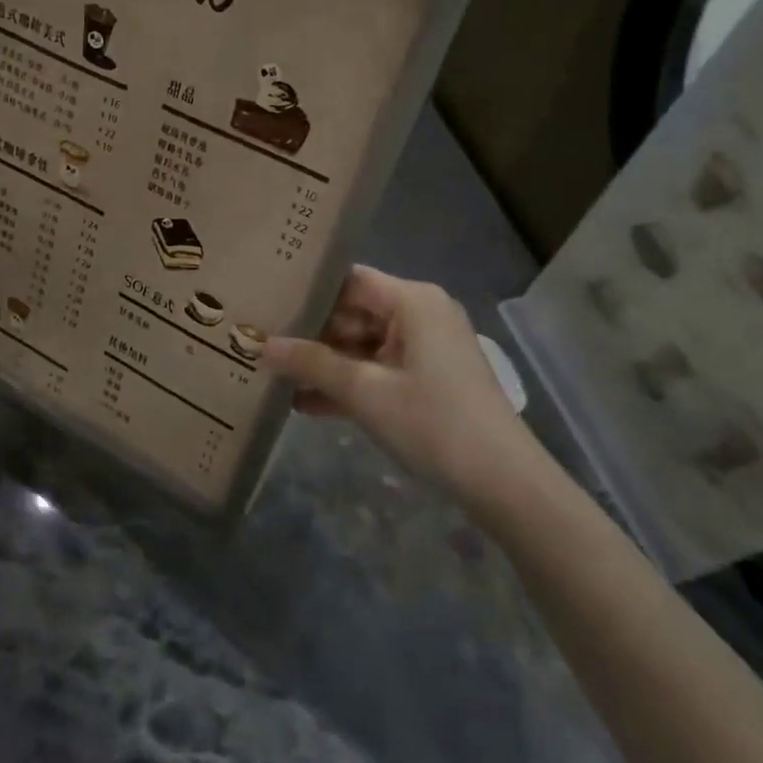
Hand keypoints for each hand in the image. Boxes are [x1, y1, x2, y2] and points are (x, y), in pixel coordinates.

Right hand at [262, 265, 534, 493]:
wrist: (503, 482)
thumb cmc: (432, 422)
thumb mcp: (364, 392)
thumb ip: (311, 363)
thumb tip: (260, 345)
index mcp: (412, 301)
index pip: (349, 280)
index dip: (308, 291)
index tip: (267, 303)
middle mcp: (421, 314)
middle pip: (354, 312)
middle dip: (310, 333)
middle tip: (261, 343)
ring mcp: (425, 348)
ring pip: (363, 344)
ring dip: (325, 364)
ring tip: (274, 375)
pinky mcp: (428, 378)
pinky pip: (379, 369)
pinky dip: (349, 384)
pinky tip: (305, 404)